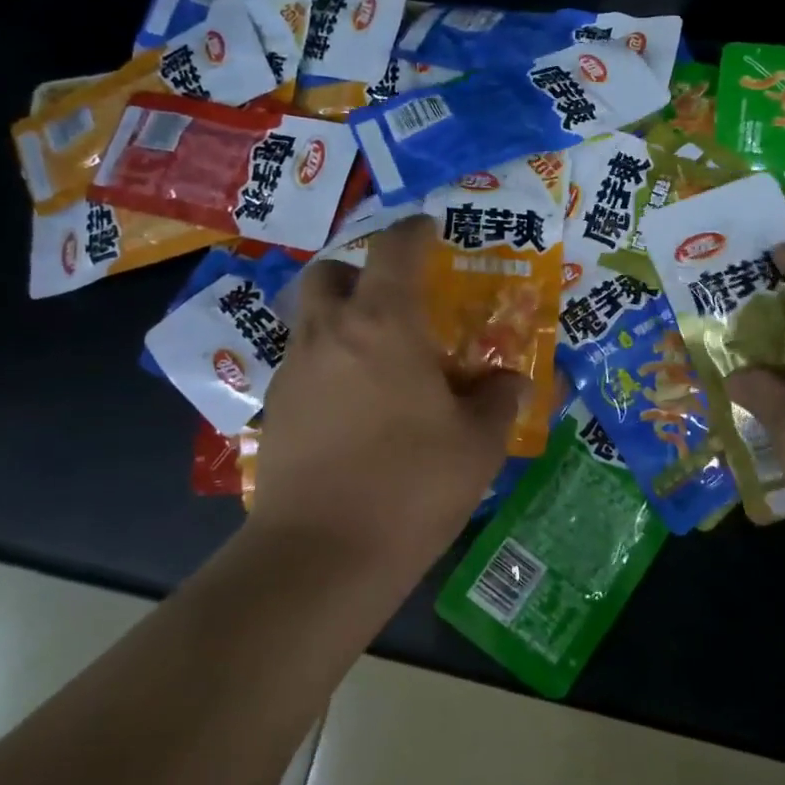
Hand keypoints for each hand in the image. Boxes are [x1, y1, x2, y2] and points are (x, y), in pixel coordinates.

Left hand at [252, 216, 526, 575]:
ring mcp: (294, 371)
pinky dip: (327, 364)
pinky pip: (302, 363)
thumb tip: (510, 381)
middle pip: (331, 272)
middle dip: (360, 272)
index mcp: (384, 324)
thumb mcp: (478, 444)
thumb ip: (499, 400)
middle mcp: (330, 333)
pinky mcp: (275, 409)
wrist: (321, 556)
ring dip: (341, 319)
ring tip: (378, 360)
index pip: (395, 248)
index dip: (414, 229)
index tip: (429, 228)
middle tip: (394, 303)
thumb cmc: (411, 486)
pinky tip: (353, 407)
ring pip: (311, 318)